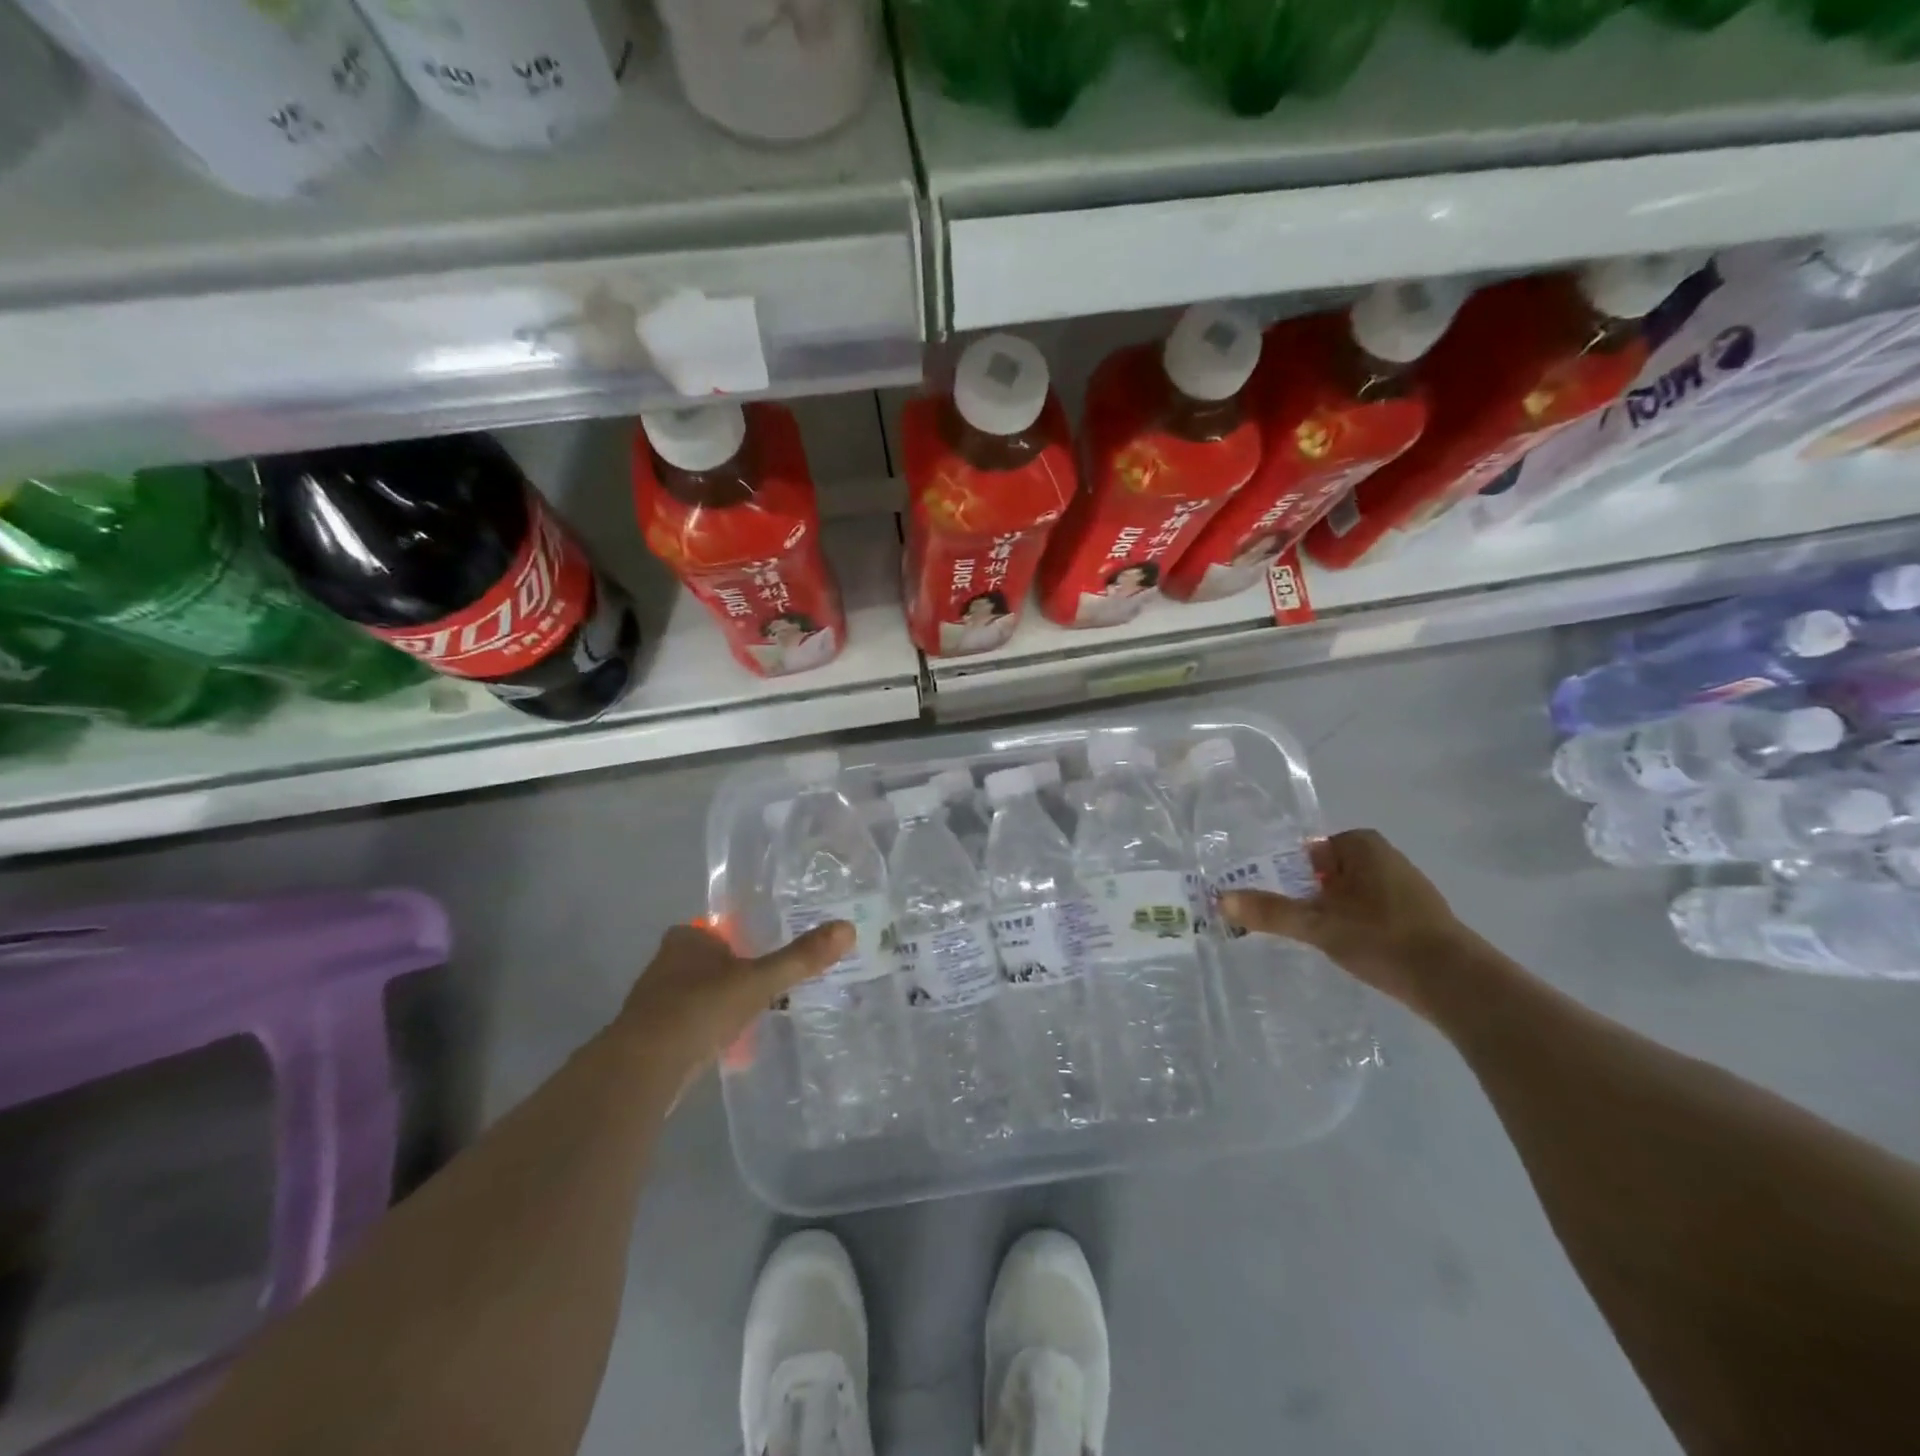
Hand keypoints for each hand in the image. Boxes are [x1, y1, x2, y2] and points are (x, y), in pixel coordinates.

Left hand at [613, 920, 851, 1083]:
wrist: (644, 1068)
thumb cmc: (700, 1009)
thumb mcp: (759, 981)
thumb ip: (800, 958)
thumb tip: (847, 928)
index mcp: (687, 940)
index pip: (720, 930)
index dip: (742, 941)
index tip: (766, 955)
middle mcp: (667, 963)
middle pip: (710, 963)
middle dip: (735, 975)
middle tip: (770, 987)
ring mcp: (655, 1002)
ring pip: (700, 995)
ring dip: (722, 1005)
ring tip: (756, 1017)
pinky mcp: (652, 1037)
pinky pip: (691, 1026)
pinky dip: (709, 1032)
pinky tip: (729, 1046)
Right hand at [1219, 829, 1472, 1016]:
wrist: (1455, 982)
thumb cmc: (1382, 938)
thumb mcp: (1317, 924)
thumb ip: (1270, 911)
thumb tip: (1219, 899)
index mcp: (1361, 844)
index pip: (1306, 853)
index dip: (1285, 877)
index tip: (1273, 903)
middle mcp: (1385, 856)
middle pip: (1326, 873)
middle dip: (1306, 896)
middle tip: (1290, 924)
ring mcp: (1405, 886)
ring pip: (1348, 895)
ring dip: (1330, 913)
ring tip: (1316, 940)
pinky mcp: (1418, 915)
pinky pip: (1370, 912)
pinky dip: (1355, 926)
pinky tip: (1350, 950)